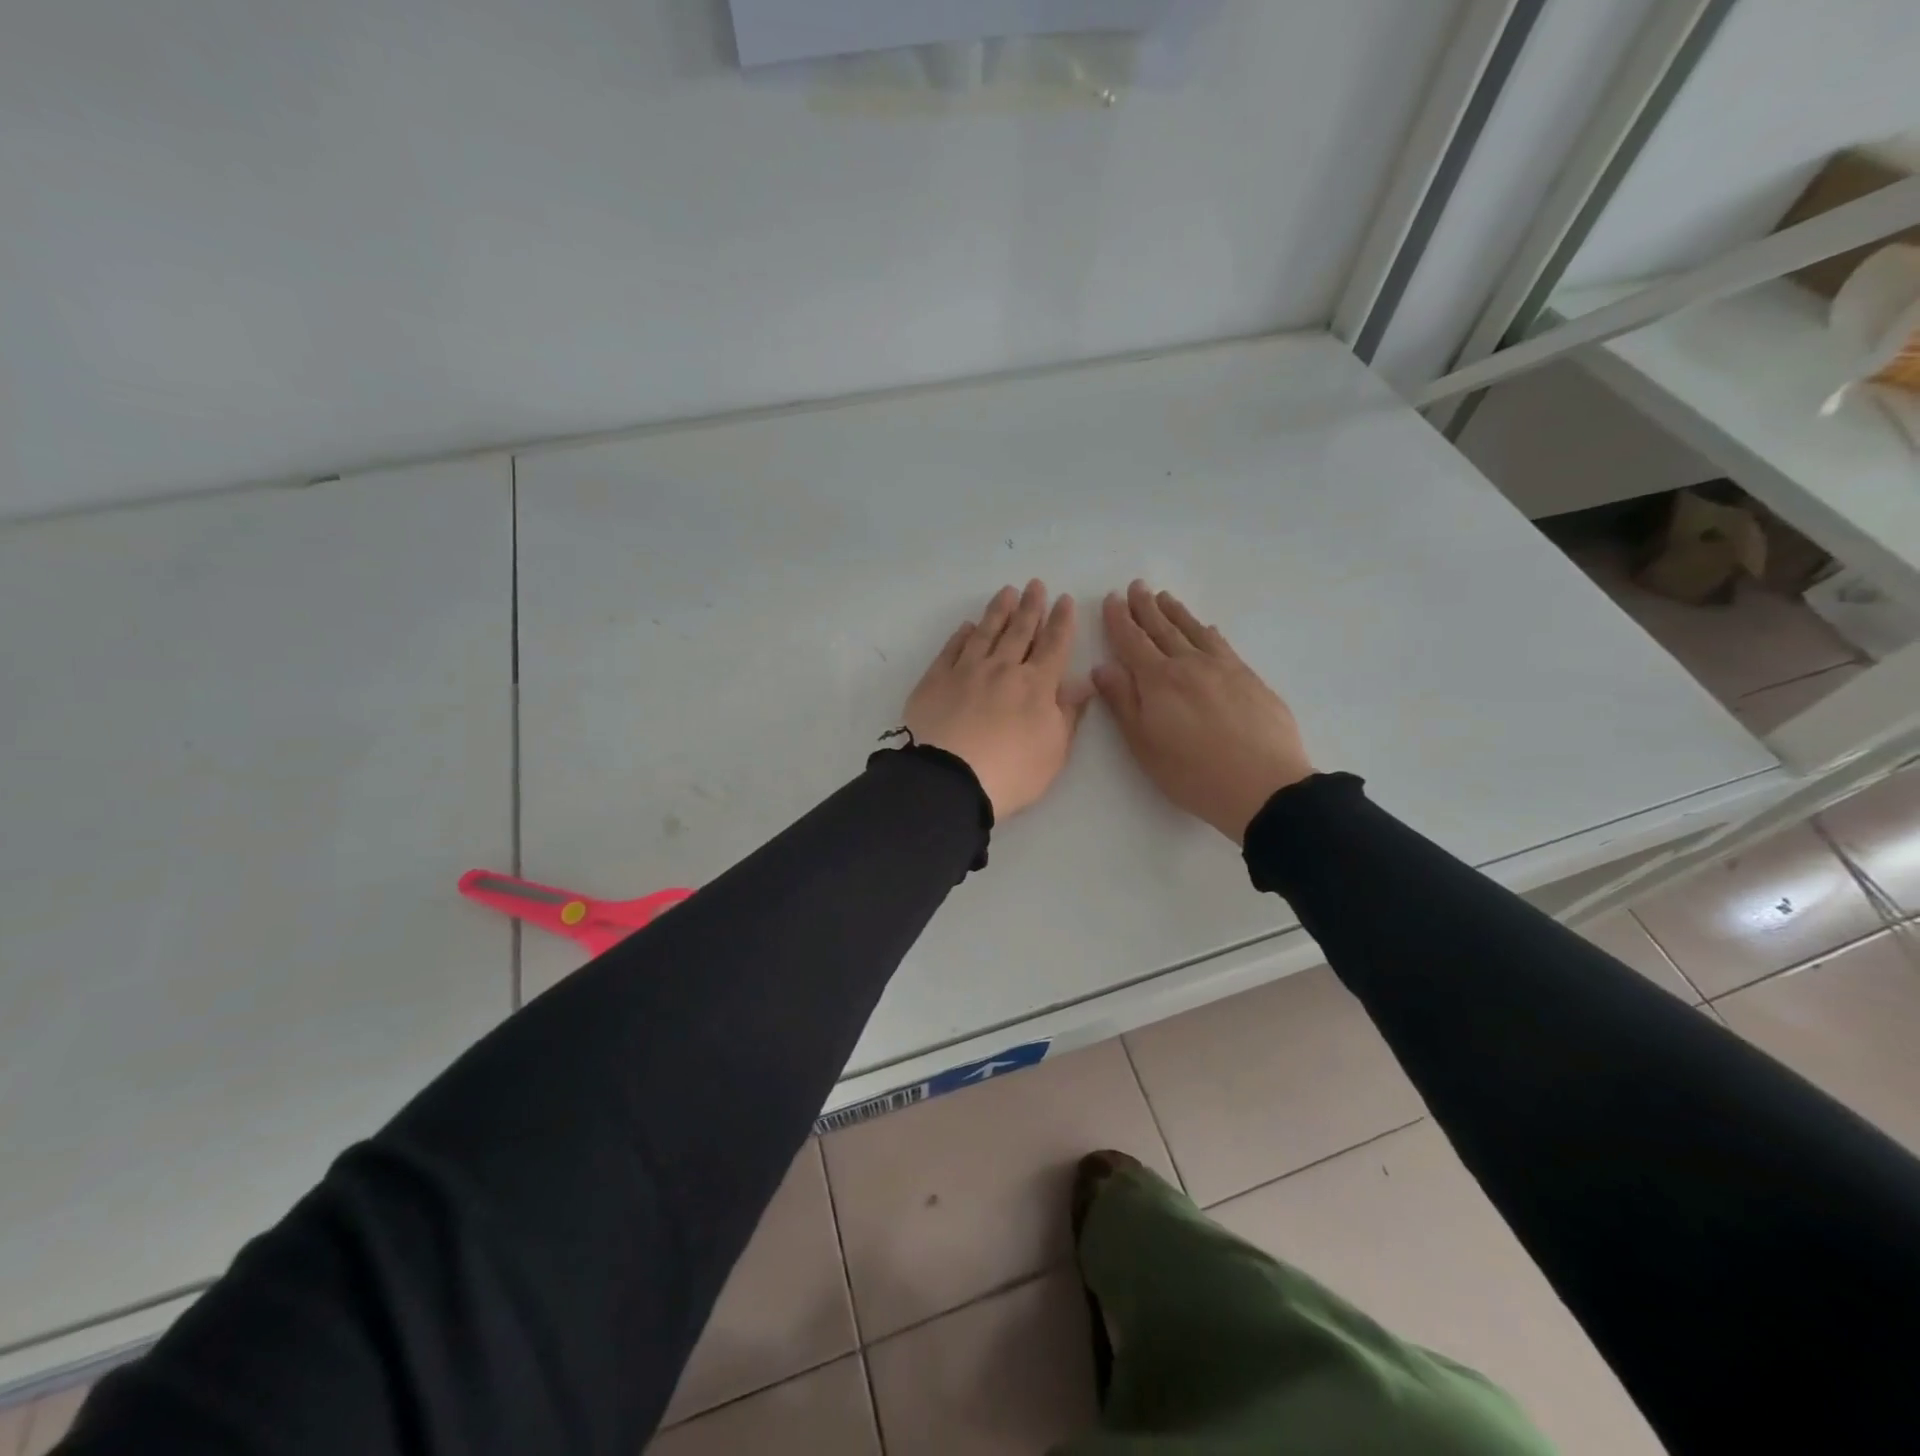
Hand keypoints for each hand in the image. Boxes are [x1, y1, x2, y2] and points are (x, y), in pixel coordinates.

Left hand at [904, 581, 1094, 817]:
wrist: (949, 779)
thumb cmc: (1011, 772)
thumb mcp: (1054, 751)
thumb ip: (1068, 714)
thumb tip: (1082, 683)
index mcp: (1036, 685)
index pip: (1054, 646)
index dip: (1061, 622)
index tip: (1065, 600)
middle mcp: (1002, 669)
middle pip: (1019, 632)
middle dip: (1030, 607)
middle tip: (1035, 585)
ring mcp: (966, 671)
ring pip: (985, 633)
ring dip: (998, 612)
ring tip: (1006, 592)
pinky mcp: (935, 680)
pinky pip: (951, 650)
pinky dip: (961, 636)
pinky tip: (967, 626)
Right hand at [1093, 582, 1313, 842]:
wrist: (1264, 785)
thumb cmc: (1193, 773)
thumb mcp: (1144, 745)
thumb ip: (1123, 702)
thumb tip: (1103, 667)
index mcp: (1158, 680)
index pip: (1133, 642)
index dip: (1120, 620)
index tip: (1112, 599)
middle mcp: (1189, 664)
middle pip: (1163, 629)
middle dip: (1146, 607)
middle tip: (1137, 586)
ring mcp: (1224, 668)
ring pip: (1194, 631)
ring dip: (1176, 613)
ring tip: (1165, 597)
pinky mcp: (1250, 678)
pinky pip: (1222, 645)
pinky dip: (1208, 632)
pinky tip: (1207, 629)